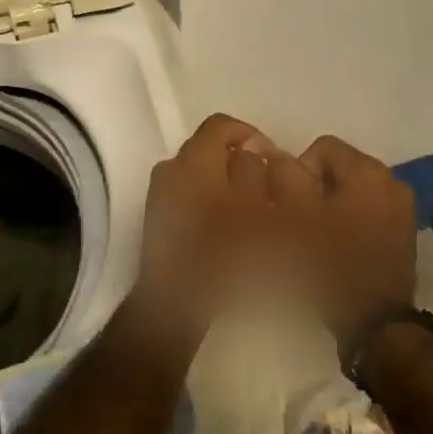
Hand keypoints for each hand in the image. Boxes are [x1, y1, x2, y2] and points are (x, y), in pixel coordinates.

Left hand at [131, 113, 317, 349]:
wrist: (175, 308)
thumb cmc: (224, 257)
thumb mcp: (256, 211)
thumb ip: (257, 173)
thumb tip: (257, 153)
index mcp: (193, 162)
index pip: (221, 125)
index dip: (252, 136)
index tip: (274, 159)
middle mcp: (170, 170)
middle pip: (210, 149)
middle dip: (241, 163)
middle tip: (269, 189)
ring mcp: (159, 196)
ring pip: (202, 176)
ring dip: (228, 186)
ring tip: (254, 213)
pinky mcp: (157, 221)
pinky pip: (190, 198)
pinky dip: (211, 204)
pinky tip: (230, 231)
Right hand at [286, 135, 417, 337]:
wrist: (374, 326)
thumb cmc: (330, 265)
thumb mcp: (294, 216)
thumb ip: (282, 177)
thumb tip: (273, 155)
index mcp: (370, 172)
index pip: (322, 148)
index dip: (296, 172)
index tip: (288, 206)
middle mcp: (392, 183)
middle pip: (337, 169)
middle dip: (313, 189)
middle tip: (298, 223)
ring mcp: (401, 210)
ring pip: (350, 192)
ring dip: (329, 206)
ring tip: (315, 237)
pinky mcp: (402, 235)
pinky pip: (365, 213)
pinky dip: (347, 222)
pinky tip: (335, 249)